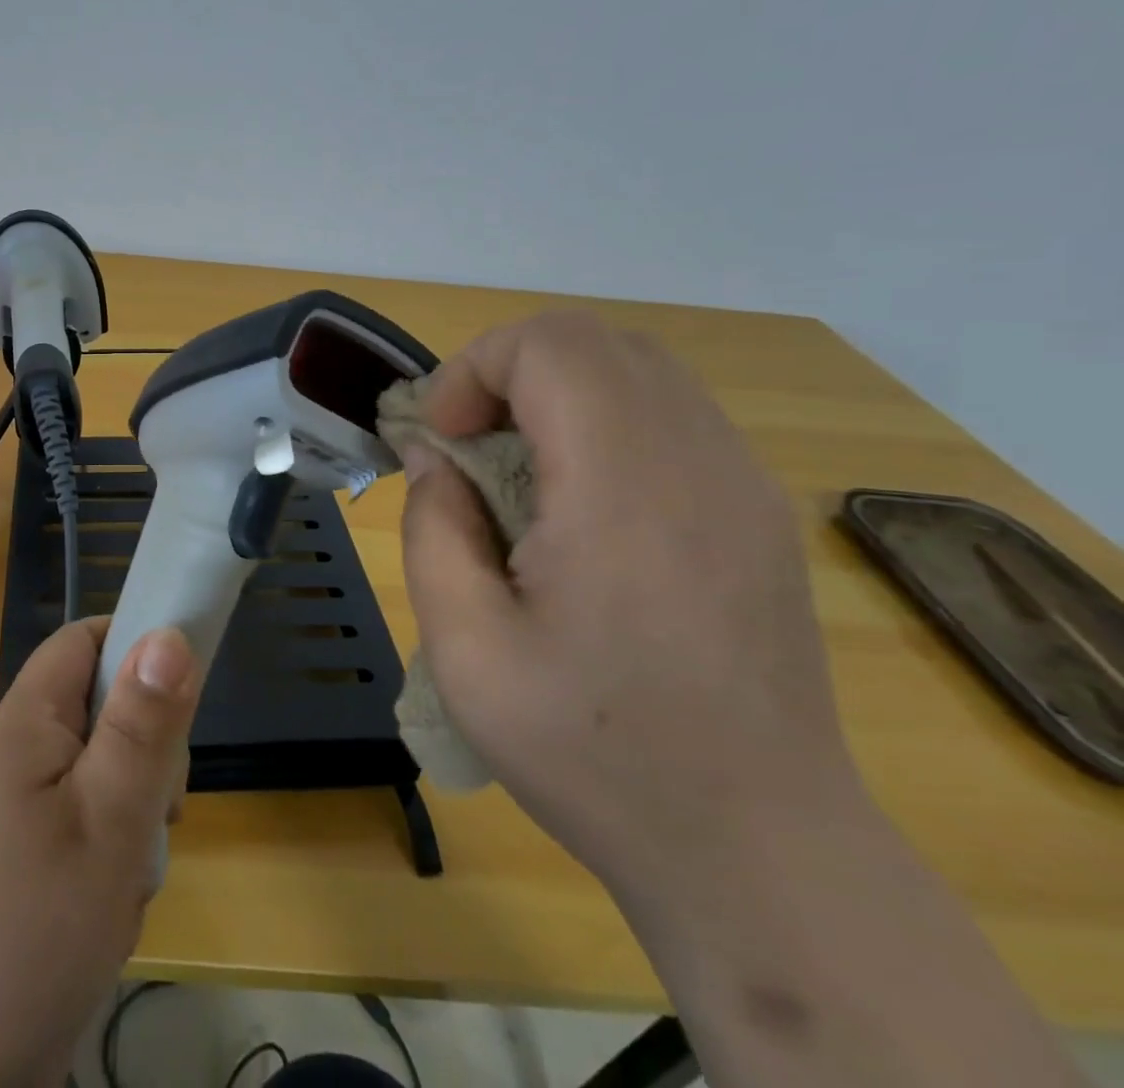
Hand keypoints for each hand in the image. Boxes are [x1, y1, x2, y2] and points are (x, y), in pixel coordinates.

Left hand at [0, 617, 200, 1087]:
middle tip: (154, 816)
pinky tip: (102, 918)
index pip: (84, 640)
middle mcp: (13, 757)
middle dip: (143, 757)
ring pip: (99, 780)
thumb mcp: (107, 820)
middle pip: (100, 713)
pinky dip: (105, 864)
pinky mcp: (15, 868)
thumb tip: (169, 632)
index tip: (180, 700)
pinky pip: (80, 832)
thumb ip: (142, 725)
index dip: (135, 647)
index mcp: (25, 723)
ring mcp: (11, 816)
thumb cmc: (29, 933)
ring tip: (122, 884)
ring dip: (129, 823)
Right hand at [398, 312, 865, 895]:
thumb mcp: (467, 650)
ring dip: (553, 391)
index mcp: (623, 492)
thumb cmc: (594, 754)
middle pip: (594, 341)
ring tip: (514, 468)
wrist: (759, 850)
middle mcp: (699, 464)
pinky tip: (577, 501)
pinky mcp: (757, 510)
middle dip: (506, 370)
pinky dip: (601, 419)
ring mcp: (743, 483)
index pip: (551, 347)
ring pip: (635, 368)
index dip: (474, 369)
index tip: (442, 437)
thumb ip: (433, 530)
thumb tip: (436, 459)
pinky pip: (669, 413)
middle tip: (467, 444)